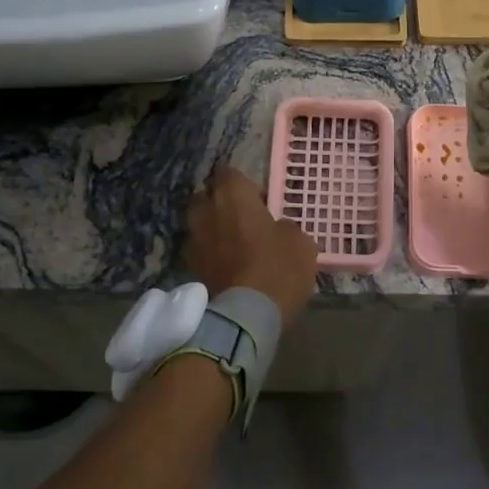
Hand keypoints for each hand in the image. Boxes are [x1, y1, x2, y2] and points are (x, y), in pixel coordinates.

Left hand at [184, 166, 318, 327]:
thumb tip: (277, 227)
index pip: (230, 174)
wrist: (246, 315)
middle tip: (247, 224)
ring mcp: (191, 238)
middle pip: (209, 197)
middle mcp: (204, 209)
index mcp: (231, 193)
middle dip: (224, 206)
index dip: (246, 187)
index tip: (262, 204)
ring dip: (215, 230)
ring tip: (236, 248)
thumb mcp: (300, 241)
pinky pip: (200, 250)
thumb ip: (285, 225)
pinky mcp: (187, 265)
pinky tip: (228, 268)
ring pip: (201, 224)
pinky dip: (210, 254)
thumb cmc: (277, 267)